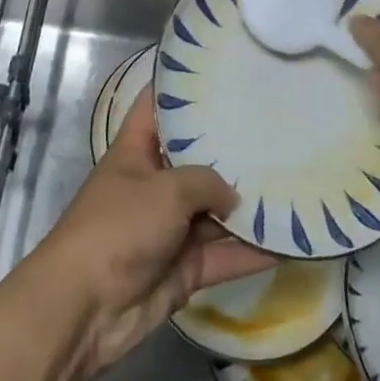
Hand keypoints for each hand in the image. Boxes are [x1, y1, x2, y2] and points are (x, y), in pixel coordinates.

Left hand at [24, 84, 272, 377]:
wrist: (85, 310)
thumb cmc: (120, 227)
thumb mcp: (167, 190)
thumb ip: (208, 182)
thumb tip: (234, 198)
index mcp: (136, 150)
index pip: (158, 105)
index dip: (182, 86)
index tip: (221, 70)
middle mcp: (154, 183)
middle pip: (196, 157)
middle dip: (230, 146)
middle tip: (275, 123)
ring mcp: (170, 227)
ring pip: (215, 209)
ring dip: (247, 203)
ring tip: (294, 178)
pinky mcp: (184, 267)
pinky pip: (224, 254)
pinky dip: (252, 252)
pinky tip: (291, 242)